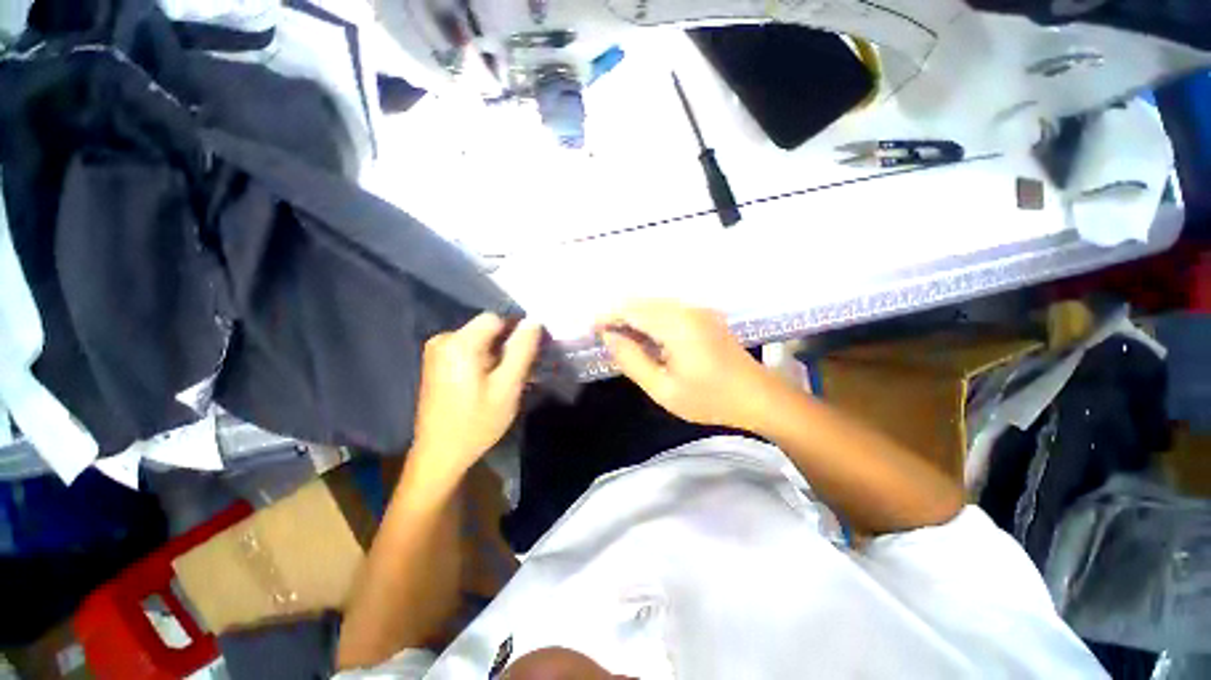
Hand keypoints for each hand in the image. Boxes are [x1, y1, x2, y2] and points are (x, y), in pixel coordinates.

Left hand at [410, 314, 541, 485]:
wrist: (440, 454)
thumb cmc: (477, 422)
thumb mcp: (508, 387)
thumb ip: (522, 350)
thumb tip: (534, 320)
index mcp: (459, 343)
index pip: (496, 318)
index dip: (516, 331)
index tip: (528, 354)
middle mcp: (443, 339)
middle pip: (487, 329)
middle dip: (506, 346)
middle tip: (518, 373)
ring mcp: (436, 351)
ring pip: (480, 340)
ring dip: (497, 355)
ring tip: (505, 381)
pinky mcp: (436, 363)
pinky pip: (468, 351)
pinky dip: (483, 361)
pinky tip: (489, 383)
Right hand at [596, 300, 776, 429]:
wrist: (758, 397)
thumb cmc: (710, 398)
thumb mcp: (663, 389)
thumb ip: (632, 360)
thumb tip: (609, 337)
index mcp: (676, 325)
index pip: (632, 310)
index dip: (608, 316)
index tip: (592, 329)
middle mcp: (687, 309)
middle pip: (642, 302)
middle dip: (619, 315)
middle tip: (605, 336)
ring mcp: (698, 310)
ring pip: (655, 304)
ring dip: (634, 316)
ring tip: (622, 338)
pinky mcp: (704, 315)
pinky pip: (668, 309)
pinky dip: (651, 318)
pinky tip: (647, 336)